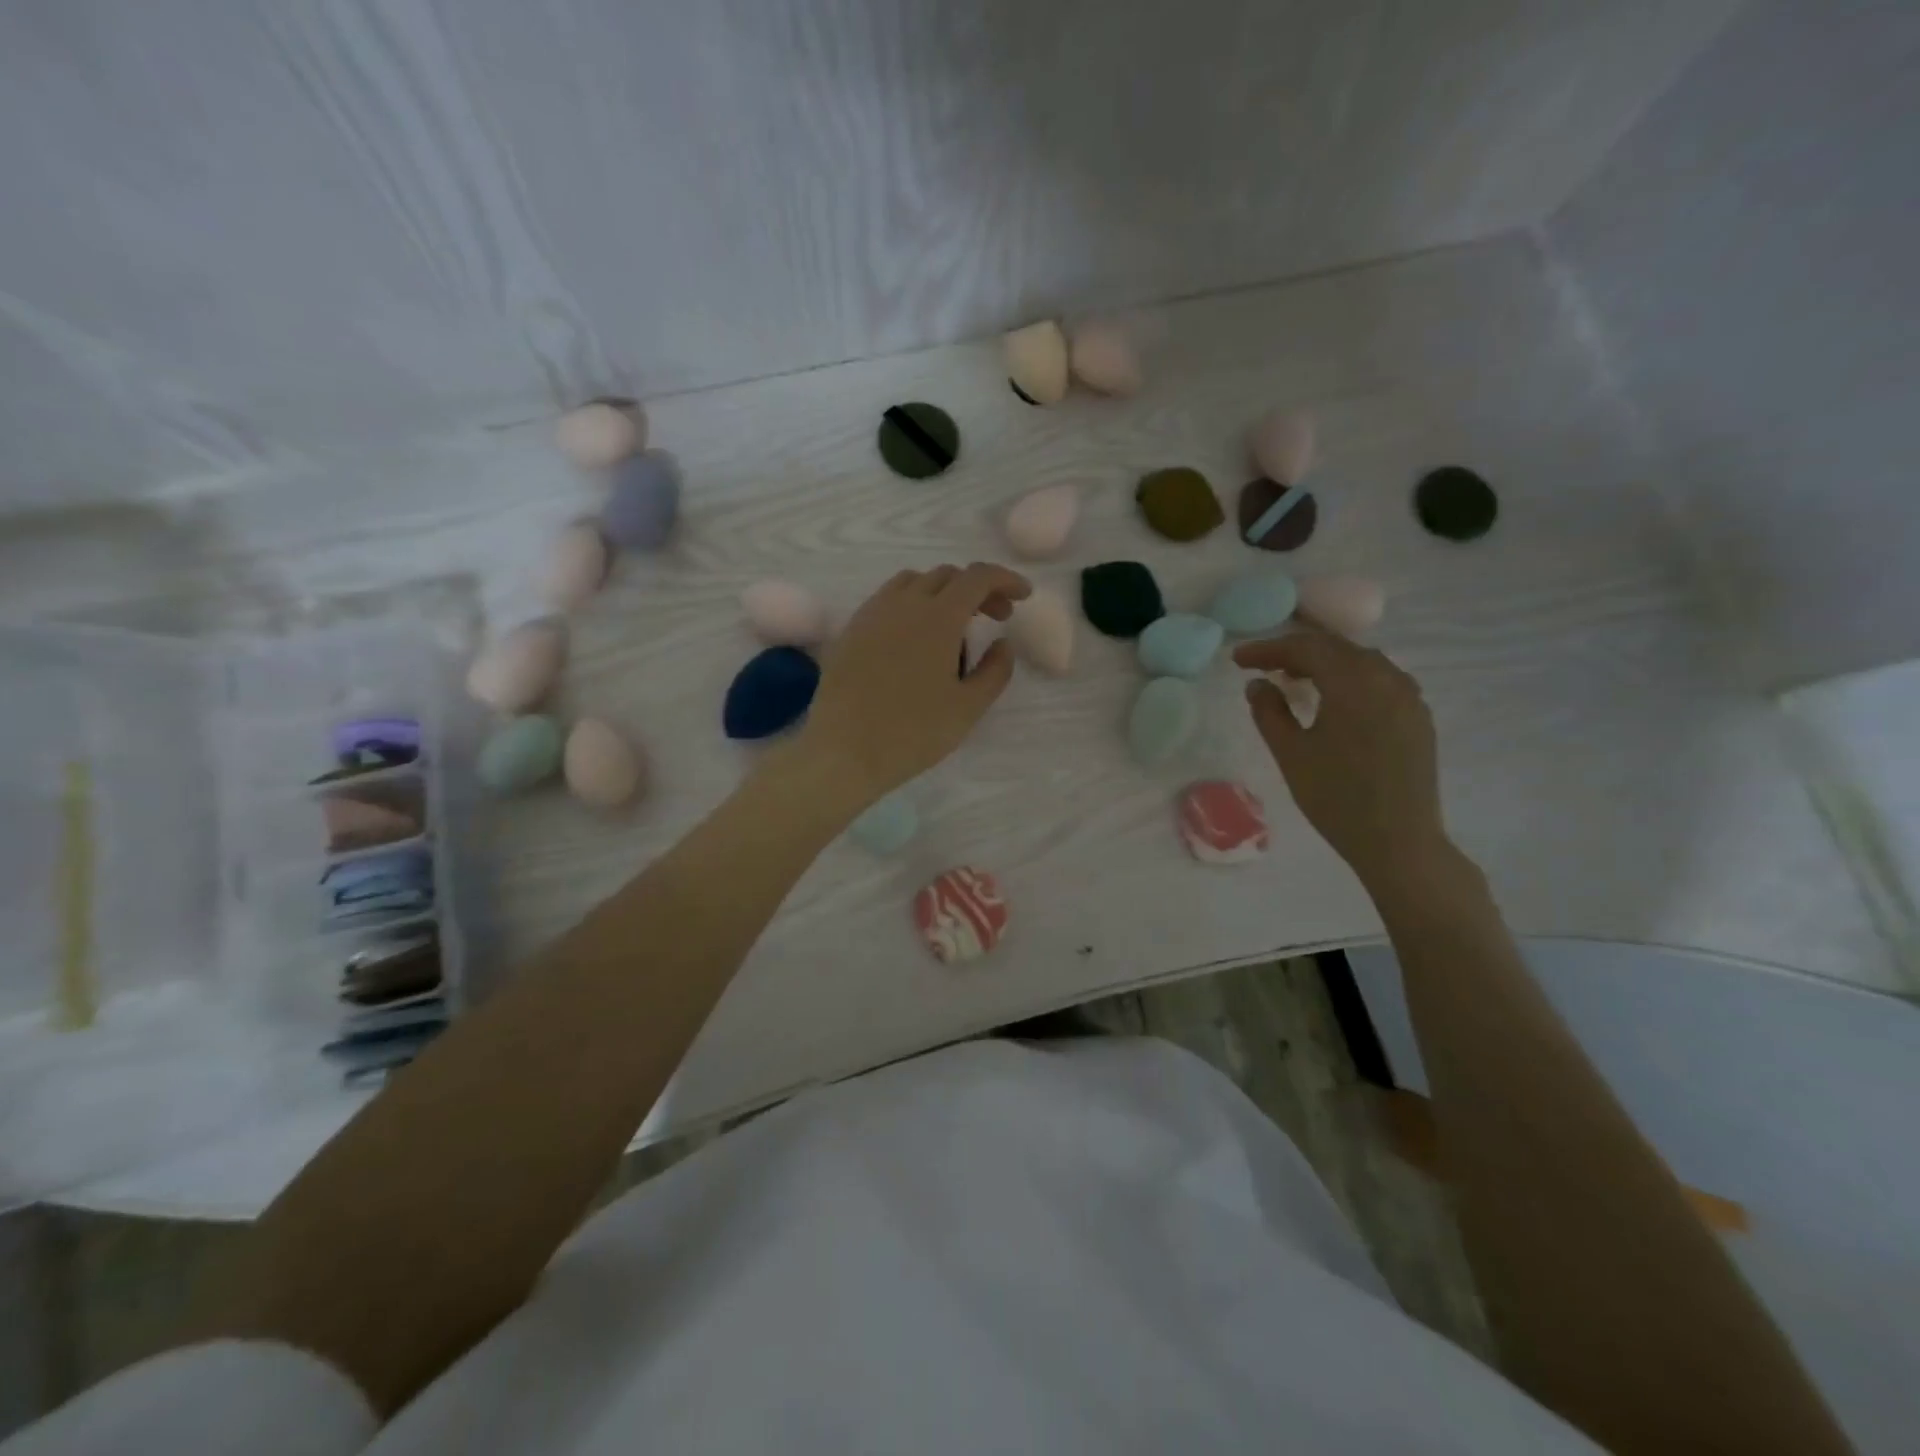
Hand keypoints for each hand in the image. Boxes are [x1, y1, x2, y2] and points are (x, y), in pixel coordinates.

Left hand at [792, 563, 1030, 809]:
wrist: (843, 750)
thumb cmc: (913, 732)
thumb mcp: (968, 708)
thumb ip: (995, 670)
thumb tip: (1003, 644)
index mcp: (938, 617)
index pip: (978, 577)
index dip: (1005, 580)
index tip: (1023, 596)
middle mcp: (904, 604)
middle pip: (947, 575)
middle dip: (978, 589)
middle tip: (996, 617)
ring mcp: (872, 614)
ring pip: (913, 582)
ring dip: (943, 592)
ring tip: (954, 625)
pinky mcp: (851, 630)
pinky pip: (887, 600)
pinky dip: (912, 604)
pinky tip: (915, 637)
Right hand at [1233, 628, 1450, 890]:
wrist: (1400, 842)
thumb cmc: (1336, 798)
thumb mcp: (1291, 754)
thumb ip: (1269, 711)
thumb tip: (1258, 684)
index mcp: (1353, 683)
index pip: (1305, 648)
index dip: (1267, 649)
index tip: (1238, 660)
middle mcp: (1387, 678)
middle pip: (1335, 647)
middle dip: (1294, 652)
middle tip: (1261, 666)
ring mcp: (1409, 696)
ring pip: (1360, 661)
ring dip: (1323, 663)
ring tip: (1293, 680)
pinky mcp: (1418, 716)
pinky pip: (1380, 680)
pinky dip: (1349, 678)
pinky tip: (1333, 699)